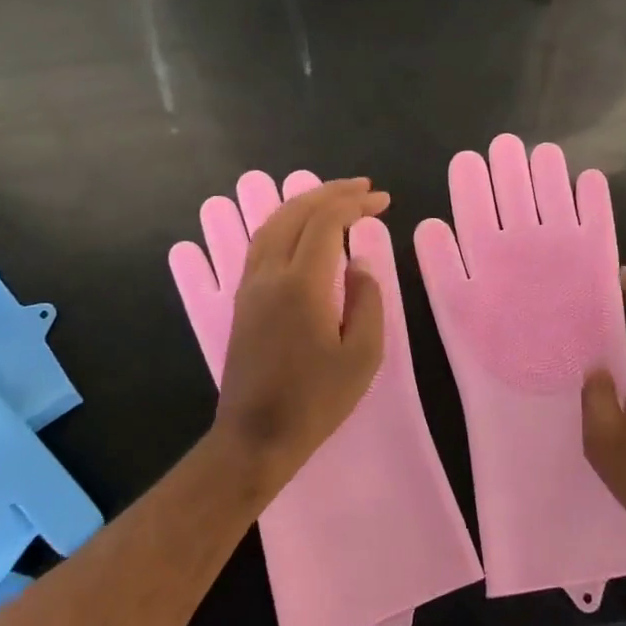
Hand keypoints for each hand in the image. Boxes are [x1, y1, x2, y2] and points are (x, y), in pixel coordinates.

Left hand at [211, 178, 388, 490]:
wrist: (256, 436)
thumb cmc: (316, 400)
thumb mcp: (362, 355)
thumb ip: (367, 300)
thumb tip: (358, 263)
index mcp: (302, 284)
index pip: (326, 222)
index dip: (355, 204)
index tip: (383, 201)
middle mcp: (269, 274)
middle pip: (295, 213)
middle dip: (330, 193)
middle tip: (363, 188)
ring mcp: (249, 285)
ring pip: (272, 223)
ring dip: (304, 203)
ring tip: (334, 198)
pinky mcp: (241, 300)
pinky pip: (260, 243)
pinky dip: (285, 222)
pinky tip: (301, 228)